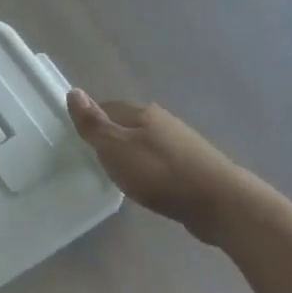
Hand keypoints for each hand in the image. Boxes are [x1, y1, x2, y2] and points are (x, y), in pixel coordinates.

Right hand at [66, 89, 256, 243]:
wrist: (218, 201)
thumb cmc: (159, 173)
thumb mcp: (116, 149)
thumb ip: (93, 124)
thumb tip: (73, 91)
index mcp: (142, 113)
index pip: (107, 107)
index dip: (91, 120)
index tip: (77, 139)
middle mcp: (163, 121)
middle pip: (128, 123)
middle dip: (111, 137)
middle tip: (93, 159)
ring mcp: (181, 142)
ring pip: (145, 141)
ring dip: (131, 152)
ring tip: (117, 173)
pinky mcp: (192, 165)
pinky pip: (160, 159)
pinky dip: (148, 167)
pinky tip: (146, 183)